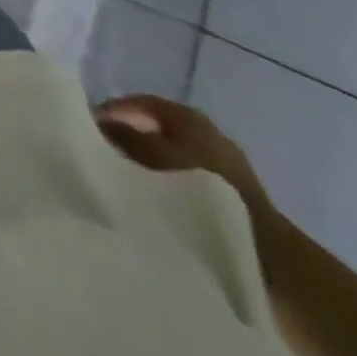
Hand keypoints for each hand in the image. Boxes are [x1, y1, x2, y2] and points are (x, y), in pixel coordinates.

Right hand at [95, 95, 271, 217]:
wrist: (268, 253)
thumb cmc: (205, 189)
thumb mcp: (155, 157)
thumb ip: (124, 137)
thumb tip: (98, 122)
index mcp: (188, 115)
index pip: (140, 102)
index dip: (113, 110)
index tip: (88, 125)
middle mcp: (206, 131)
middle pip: (155, 126)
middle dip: (130, 135)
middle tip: (104, 150)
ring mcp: (222, 162)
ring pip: (171, 152)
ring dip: (148, 159)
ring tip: (125, 175)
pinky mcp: (231, 193)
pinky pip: (186, 175)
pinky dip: (167, 179)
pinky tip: (156, 195)